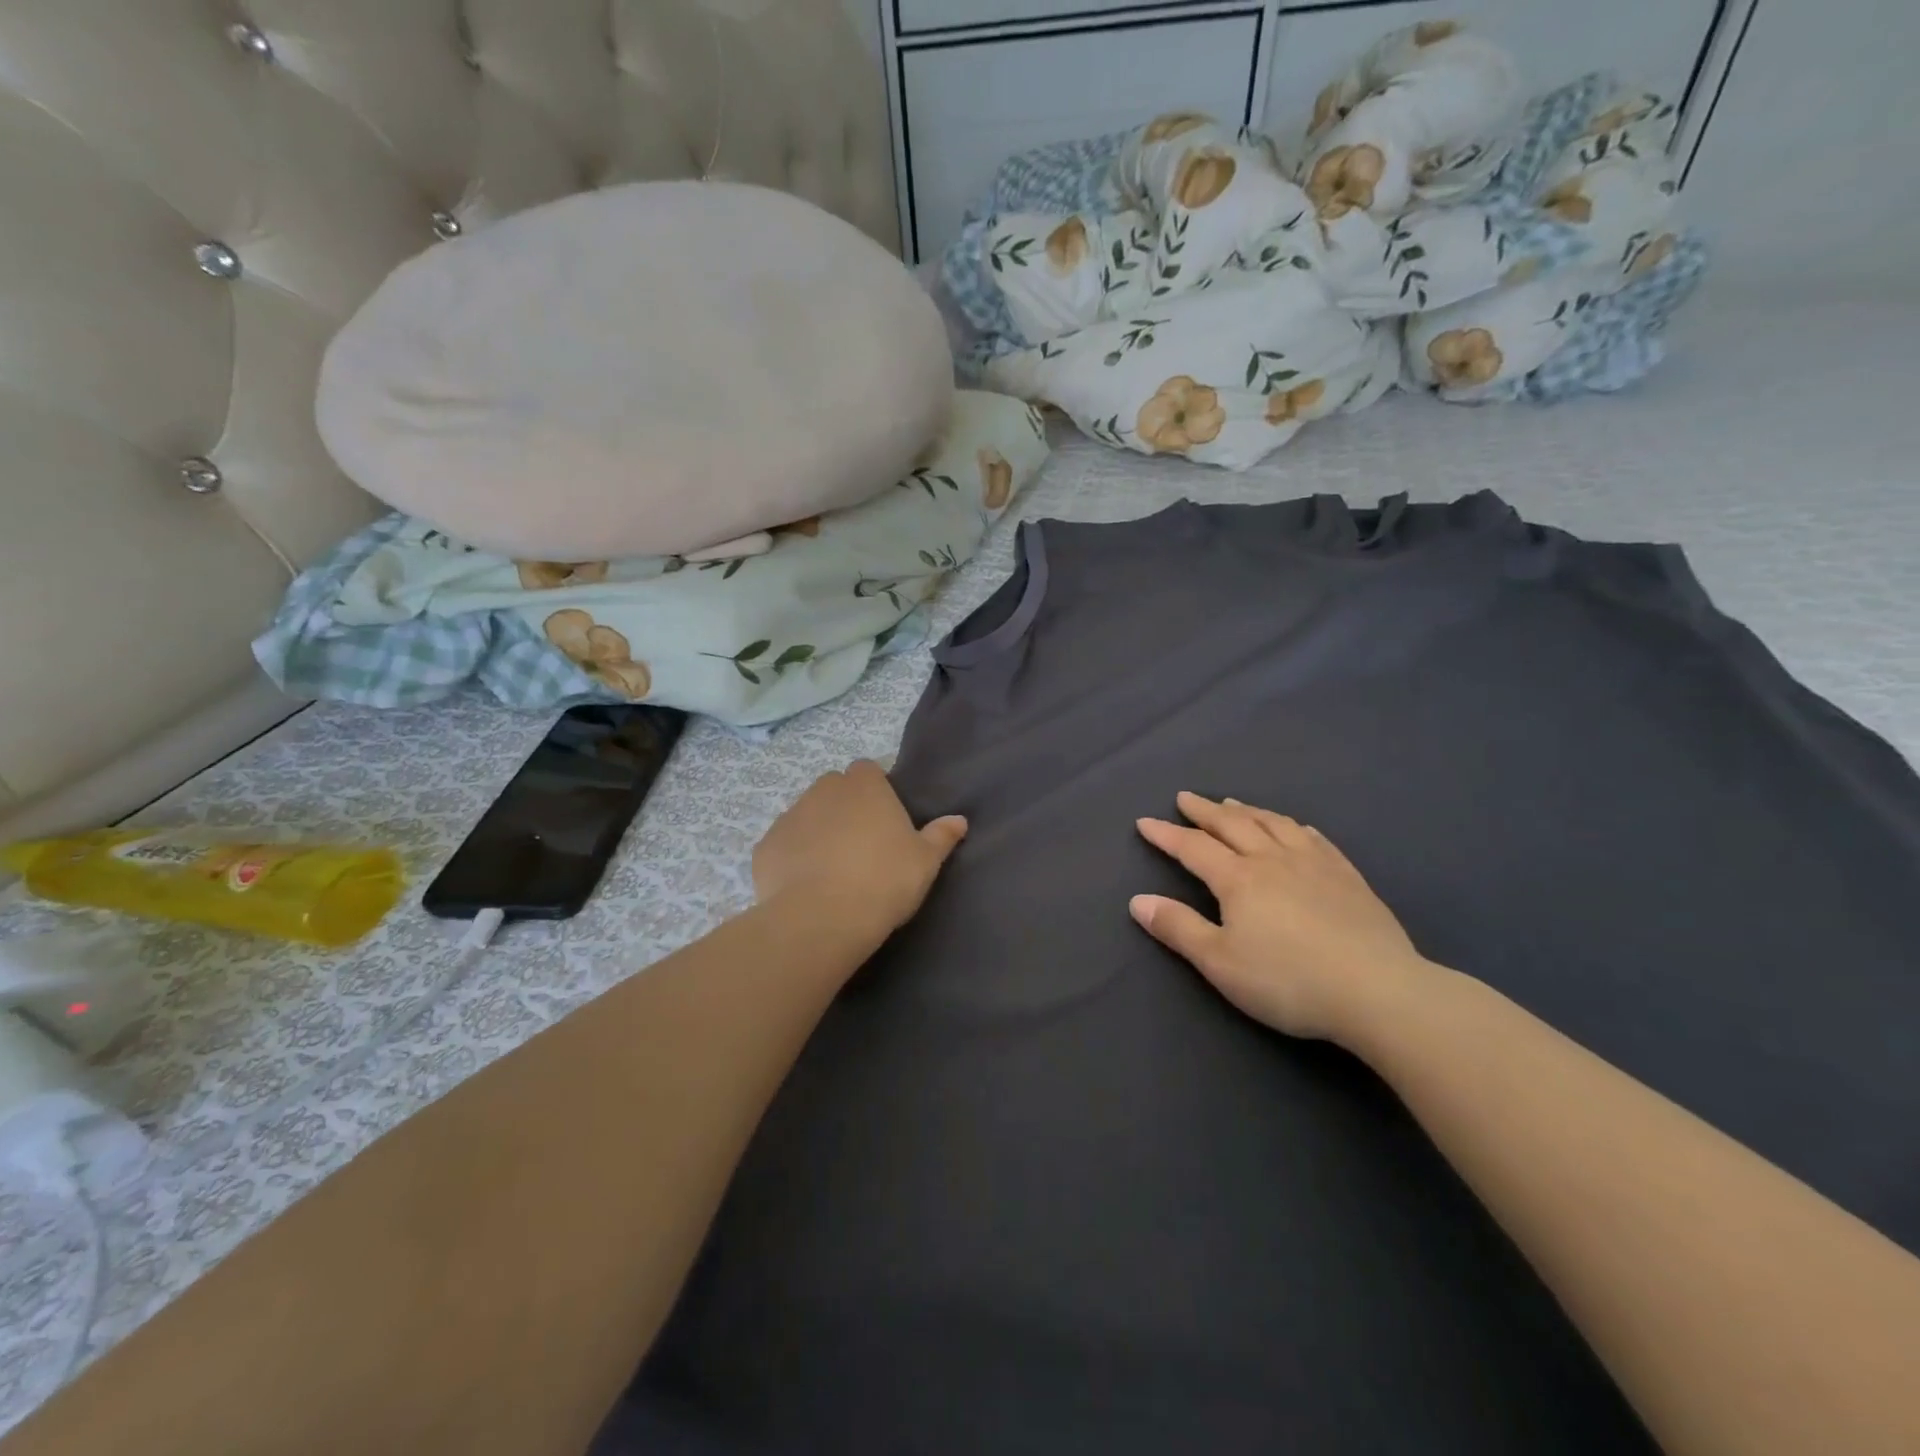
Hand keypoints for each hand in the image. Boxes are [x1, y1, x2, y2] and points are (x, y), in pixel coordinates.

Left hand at [754, 761, 967, 936]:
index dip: (876, 791)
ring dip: (818, 832)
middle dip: (844, 808)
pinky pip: (783, 846)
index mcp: (864, 785)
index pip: (868, 770)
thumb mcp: (925, 861)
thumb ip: (941, 836)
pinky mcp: (765, 847)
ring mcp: (789, 816)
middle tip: (861, 845)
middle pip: (834, 789)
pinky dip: (793, 859)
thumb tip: (958, 820)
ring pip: (806, 816)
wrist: (822, 918)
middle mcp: (823, 790)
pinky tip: (805, 887)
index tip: (885, 820)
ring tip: (832, 870)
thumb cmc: (884, 880)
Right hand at [1132, 792, 1431, 1043]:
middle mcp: (1272, 860)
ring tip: (1232, 803)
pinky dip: (1295, 826)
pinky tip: (1295, 827)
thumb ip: (1178, 928)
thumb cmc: (1288, 980)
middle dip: (1204, 811)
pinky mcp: (1348, 877)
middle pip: (1232, 825)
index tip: (1144, 821)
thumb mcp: (1220, 962)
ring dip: (1247, 811)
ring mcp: (1314, 864)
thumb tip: (1137, 900)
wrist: (1378, 991)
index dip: (1166, 834)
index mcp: (1238, 879)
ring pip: (1274, 824)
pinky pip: (1315, 839)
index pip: (1193, 847)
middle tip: (1186, 798)